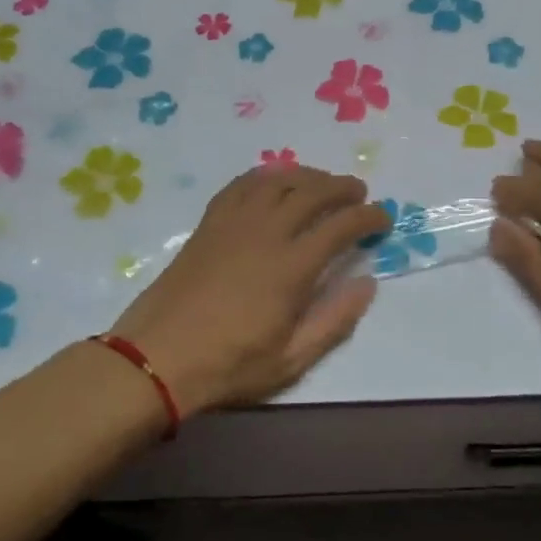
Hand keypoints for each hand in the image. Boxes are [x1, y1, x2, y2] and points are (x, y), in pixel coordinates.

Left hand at [108, 166, 389, 414]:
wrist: (157, 357)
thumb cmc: (229, 364)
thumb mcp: (292, 360)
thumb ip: (335, 320)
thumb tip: (367, 282)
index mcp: (292, 266)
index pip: (342, 225)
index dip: (369, 216)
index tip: (383, 218)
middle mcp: (266, 232)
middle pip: (313, 192)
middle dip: (342, 187)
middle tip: (358, 193)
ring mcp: (234, 223)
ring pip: (278, 181)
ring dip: (307, 176)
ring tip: (322, 182)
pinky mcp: (209, 224)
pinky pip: (241, 185)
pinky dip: (265, 176)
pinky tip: (273, 182)